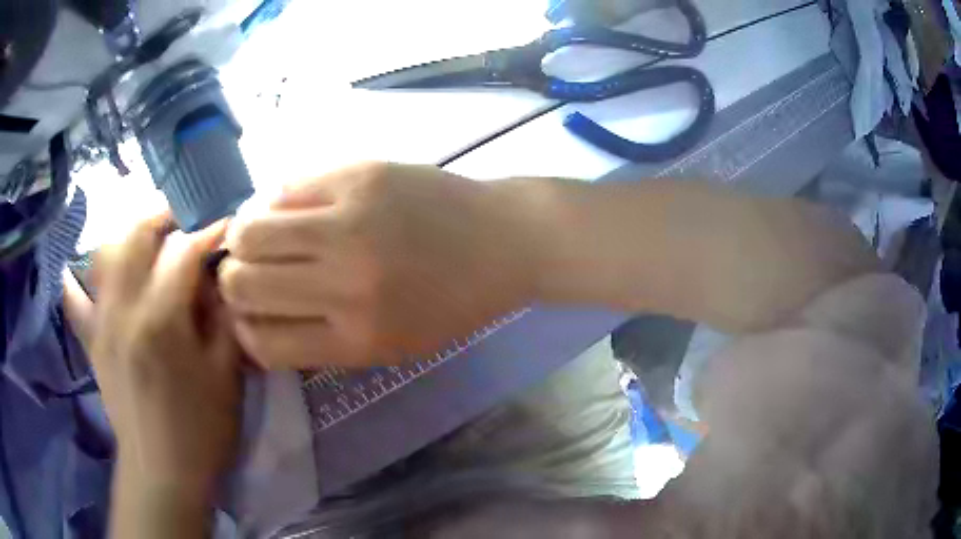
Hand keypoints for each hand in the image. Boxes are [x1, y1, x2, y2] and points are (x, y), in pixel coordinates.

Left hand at [91, 214, 242, 496]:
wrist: (164, 473)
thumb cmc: (202, 429)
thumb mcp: (227, 374)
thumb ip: (224, 317)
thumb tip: (221, 276)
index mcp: (161, 319)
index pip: (183, 251)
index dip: (208, 231)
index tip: (226, 226)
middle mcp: (123, 309)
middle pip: (134, 234)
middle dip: (161, 214)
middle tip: (183, 218)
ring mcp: (101, 323)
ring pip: (103, 254)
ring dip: (125, 236)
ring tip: (145, 240)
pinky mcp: (91, 342)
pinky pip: (74, 299)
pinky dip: (77, 279)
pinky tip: (82, 272)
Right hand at [219, 162, 537, 367]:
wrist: (504, 241)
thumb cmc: (451, 303)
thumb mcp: (391, 345)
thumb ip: (321, 341)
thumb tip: (255, 323)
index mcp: (356, 339)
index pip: (261, 343)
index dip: (243, 331)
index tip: (248, 316)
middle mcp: (343, 285)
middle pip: (241, 285)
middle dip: (233, 282)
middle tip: (247, 272)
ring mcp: (348, 223)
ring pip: (248, 233)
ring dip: (241, 238)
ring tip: (258, 236)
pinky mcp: (357, 175)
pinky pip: (284, 189)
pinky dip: (274, 202)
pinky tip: (289, 207)